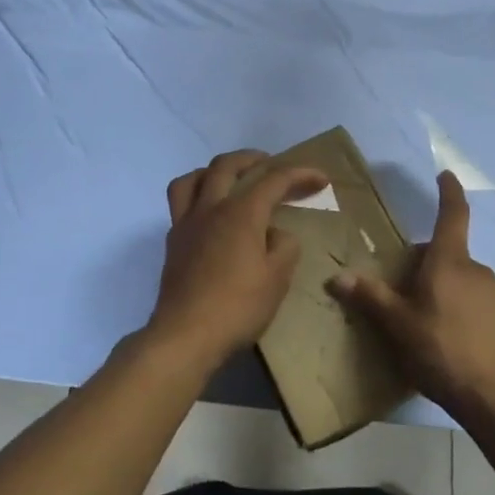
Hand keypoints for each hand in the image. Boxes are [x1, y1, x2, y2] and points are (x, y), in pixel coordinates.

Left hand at [148, 149, 328, 368]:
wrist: (185, 336)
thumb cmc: (237, 307)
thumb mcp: (277, 279)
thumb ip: (285, 247)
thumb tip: (276, 234)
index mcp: (241, 213)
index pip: (274, 180)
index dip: (300, 174)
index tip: (321, 178)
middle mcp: (211, 208)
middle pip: (227, 165)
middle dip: (253, 158)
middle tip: (271, 164)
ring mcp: (187, 223)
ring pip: (194, 177)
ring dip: (215, 170)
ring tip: (230, 178)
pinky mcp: (173, 242)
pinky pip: (180, 201)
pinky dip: (197, 193)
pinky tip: (209, 213)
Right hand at [328, 171, 494, 424]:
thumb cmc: (442, 350)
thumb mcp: (398, 325)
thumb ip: (370, 298)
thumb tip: (338, 276)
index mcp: (450, 261)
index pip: (452, 214)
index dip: (448, 192)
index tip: (445, 174)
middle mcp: (475, 270)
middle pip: (444, 253)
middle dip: (421, 262)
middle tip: (396, 288)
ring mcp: (492, 294)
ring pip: (456, 278)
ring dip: (436, 287)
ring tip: (415, 319)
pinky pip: (469, 300)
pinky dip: (452, 306)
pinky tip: (440, 338)